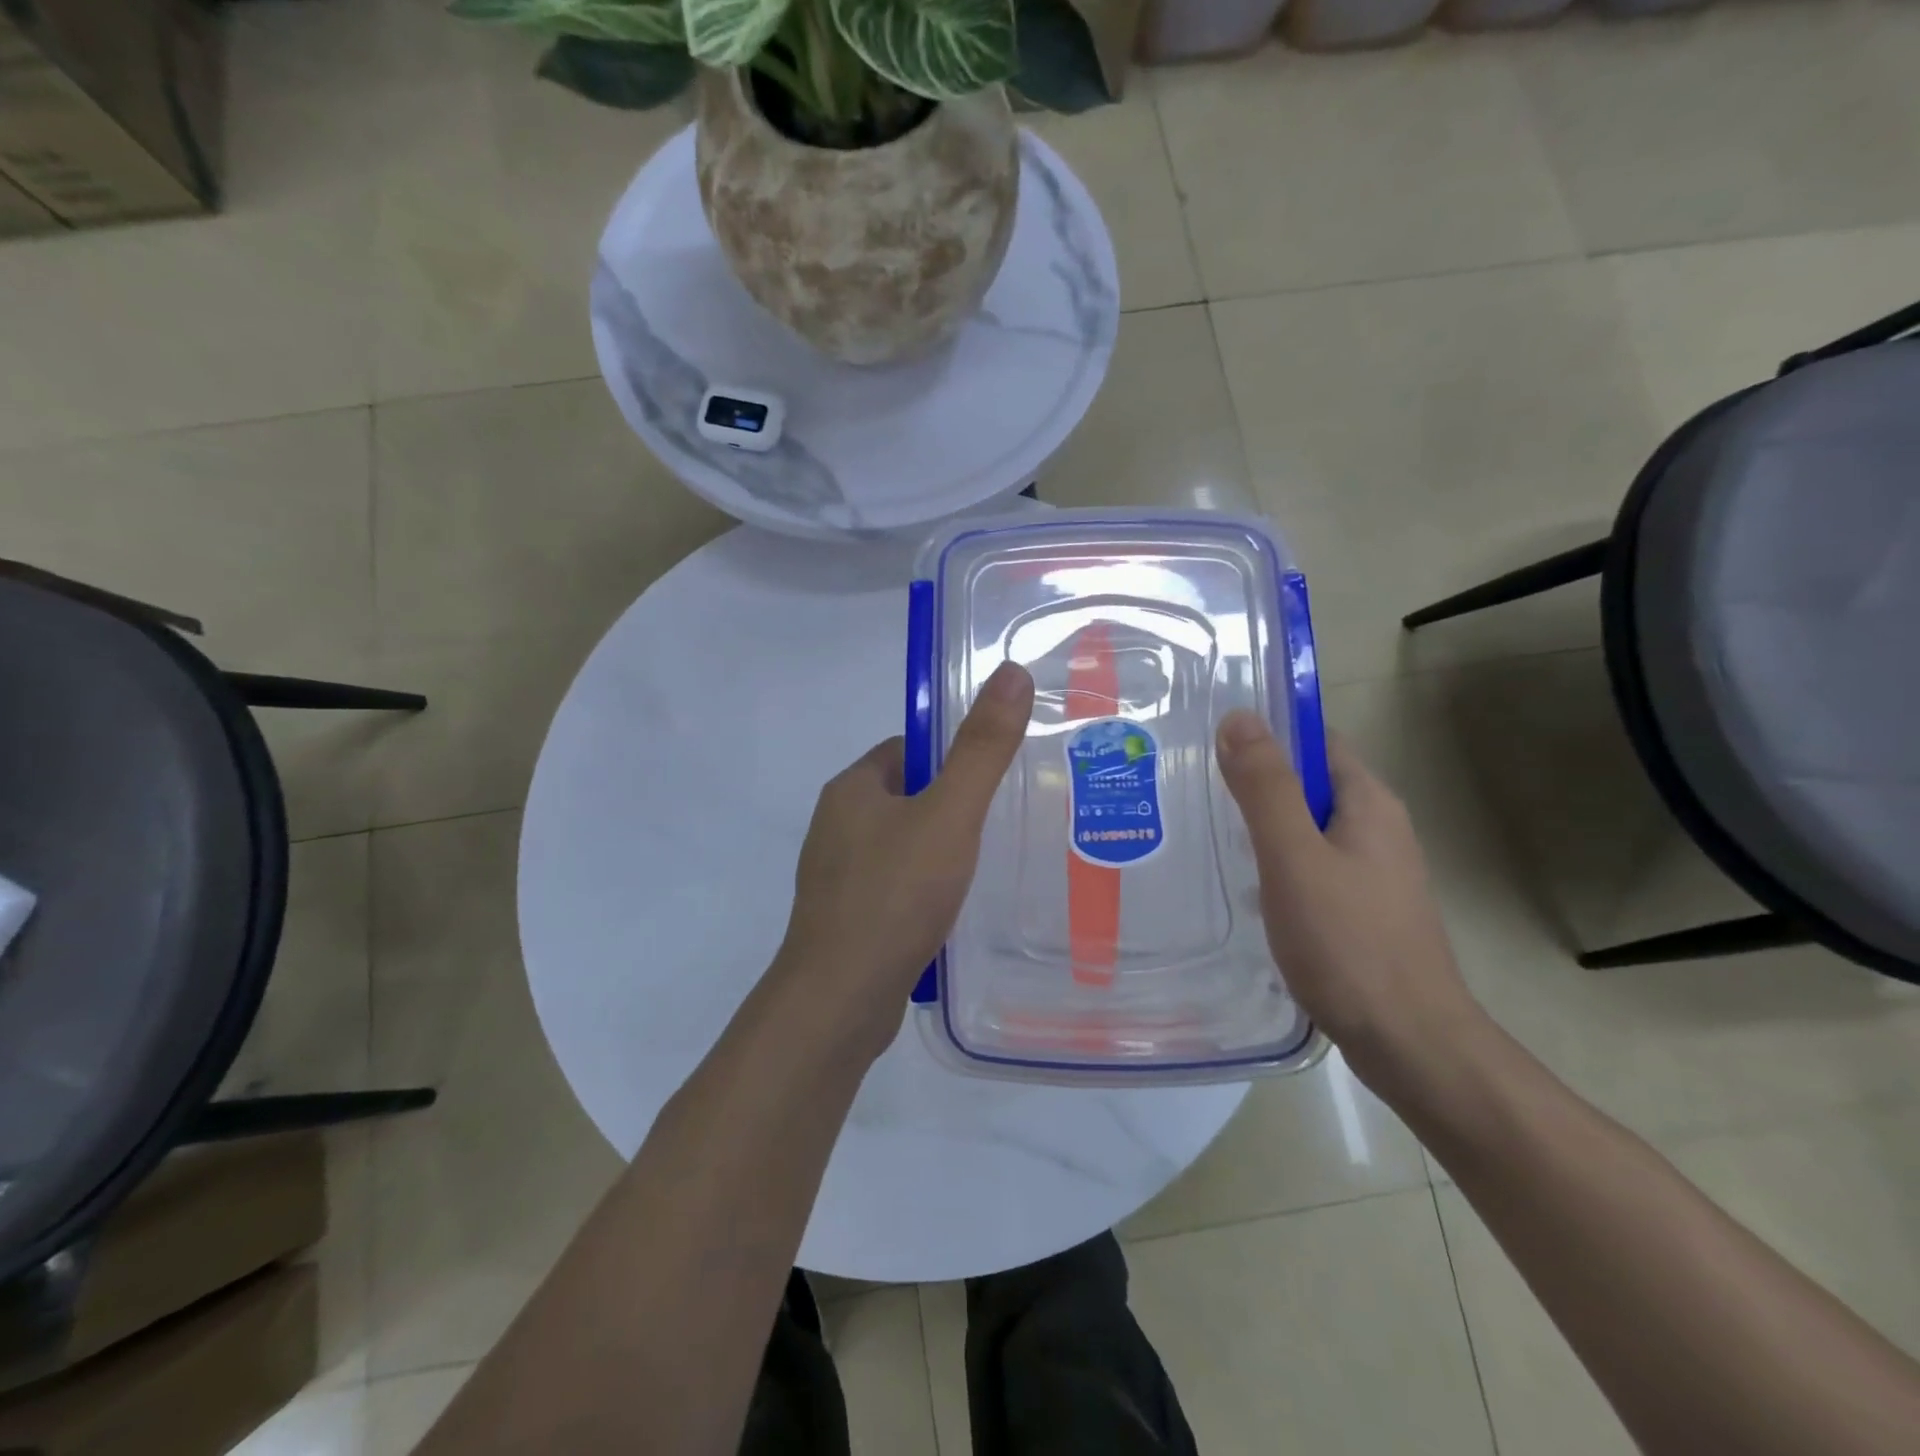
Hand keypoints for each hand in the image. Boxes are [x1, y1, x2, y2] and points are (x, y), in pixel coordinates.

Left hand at [775, 662, 1035, 1060]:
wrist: (839, 1001)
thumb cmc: (894, 895)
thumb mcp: (948, 815)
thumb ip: (982, 749)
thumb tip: (1011, 672)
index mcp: (852, 789)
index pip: (907, 750)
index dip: (951, 756)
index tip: (993, 777)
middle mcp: (837, 826)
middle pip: (907, 797)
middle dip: (952, 807)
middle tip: (1004, 823)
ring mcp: (838, 876)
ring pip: (903, 846)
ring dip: (941, 853)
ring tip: (989, 868)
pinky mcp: (847, 919)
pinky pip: (896, 888)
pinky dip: (926, 892)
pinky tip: (957, 912)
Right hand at [1215, 710, 1486, 1093]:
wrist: (1409, 1043)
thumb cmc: (1349, 943)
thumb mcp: (1294, 857)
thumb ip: (1265, 788)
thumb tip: (1238, 717)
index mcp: (1368, 802)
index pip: (1315, 741)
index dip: (1266, 733)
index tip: (1208, 742)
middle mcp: (1377, 828)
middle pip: (1308, 783)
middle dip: (1254, 781)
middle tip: (1191, 787)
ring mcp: (1372, 872)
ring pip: (1306, 828)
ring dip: (1261, 825)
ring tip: (1203, 831)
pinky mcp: (1360, 909)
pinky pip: (1310, 865)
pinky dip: (1274, 863)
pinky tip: (1241, 884)